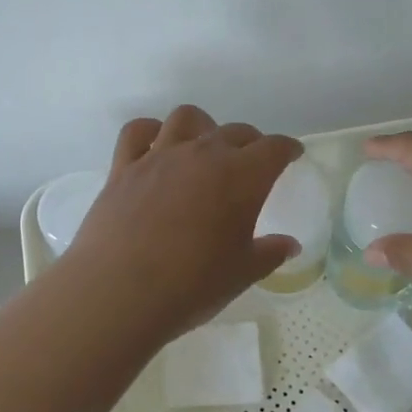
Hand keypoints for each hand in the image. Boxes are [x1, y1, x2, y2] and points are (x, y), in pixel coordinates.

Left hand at [67, 106, 303, 338]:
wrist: (120, 292)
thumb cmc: (192, 286)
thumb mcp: (241, 274)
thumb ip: (269, 253)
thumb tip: (289, 244)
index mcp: (242, 177)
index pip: (273, 148)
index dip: (286, 149)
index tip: (291, 154)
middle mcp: (202, 155)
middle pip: (234, 132)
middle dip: (250, 142)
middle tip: (252, 162)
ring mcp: (159, 157)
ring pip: (186, 119)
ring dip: (203, 127)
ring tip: (204, 147)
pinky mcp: (123, 168)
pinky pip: (137, 132)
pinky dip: (150, 132)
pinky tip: (155, 146)